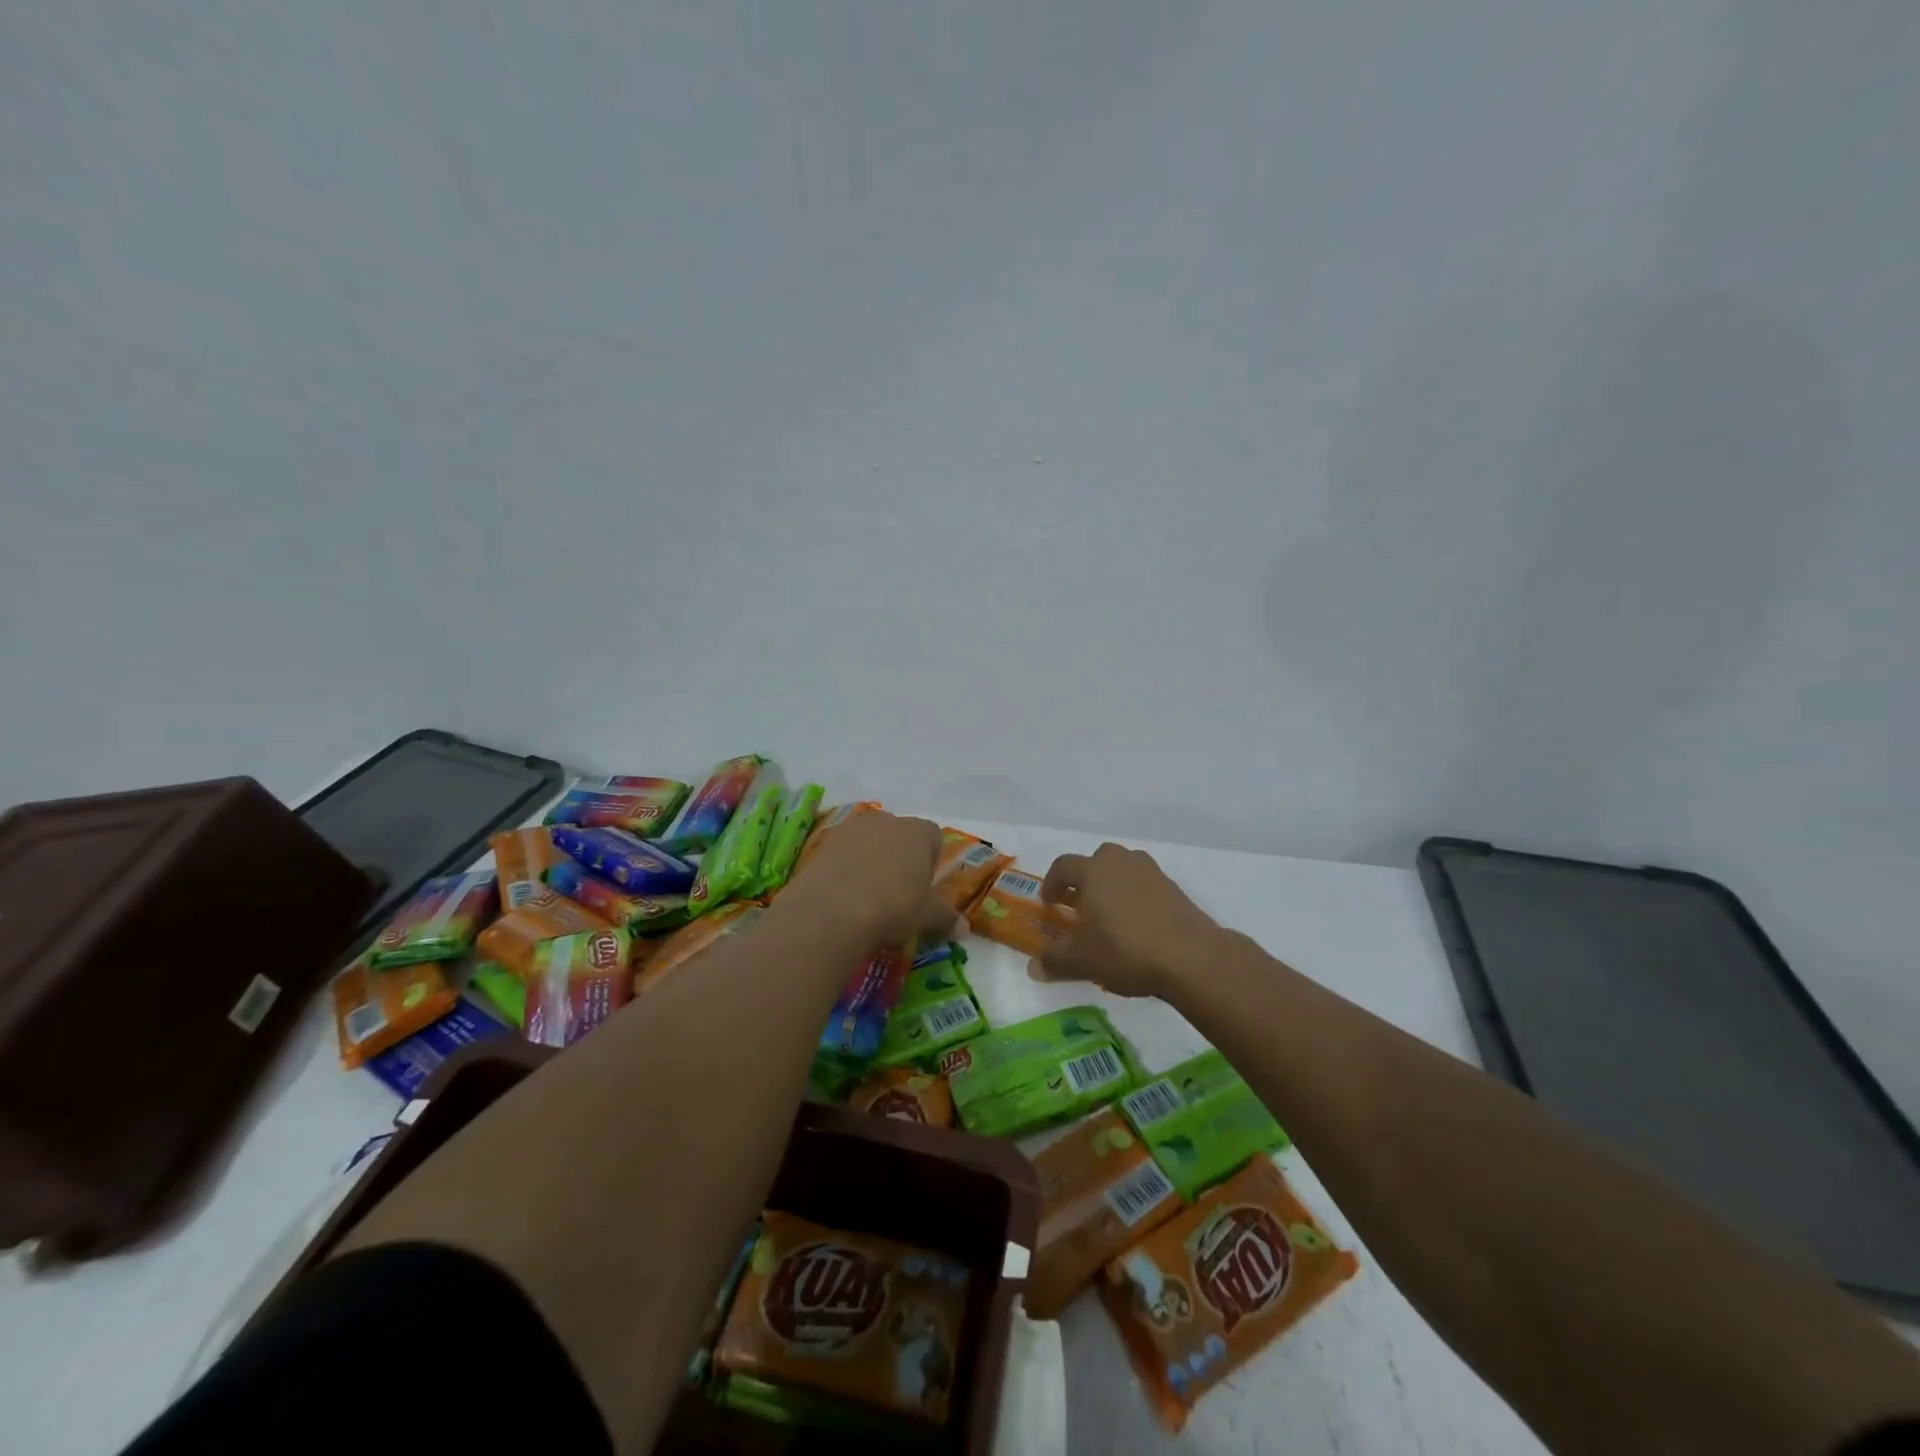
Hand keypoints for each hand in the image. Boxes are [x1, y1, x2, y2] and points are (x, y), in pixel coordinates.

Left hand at [779, 811, 954, 949]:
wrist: (829, 913)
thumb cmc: (891, 908)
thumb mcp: (925, 917)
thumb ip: (946, 917)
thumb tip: (964, 928)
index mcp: (917, 832)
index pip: (933, 836)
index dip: (931, 860)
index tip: (923, 887)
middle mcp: (886, 821)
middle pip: (900, 835)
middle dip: (901, 858)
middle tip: (897, 893)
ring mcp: (852, 829)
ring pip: (870, 841)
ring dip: (871, 860)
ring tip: (866, 896)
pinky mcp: (824, 843)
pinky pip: (843, 852)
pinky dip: (846, 867)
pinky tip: (843, 895)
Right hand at [1031, 842, 1218, 997]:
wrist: (1190, 957)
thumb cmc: (1125, 950)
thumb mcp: (1082, 961)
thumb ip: (1054, 961)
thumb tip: (1032, 968)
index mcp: (1094, 870)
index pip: (1063, 866)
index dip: (1051, 883)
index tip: (1049, 903)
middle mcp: (1122, 862)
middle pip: (1096, 861)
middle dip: (1084, 880)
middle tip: (1080, 906)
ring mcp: (1152, 872)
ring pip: (1123, 871)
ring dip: (1112, 887)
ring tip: (1109, 917)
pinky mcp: (1174, 888)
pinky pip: (1145, 886)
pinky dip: (1135, 899)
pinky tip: (1137, 927)